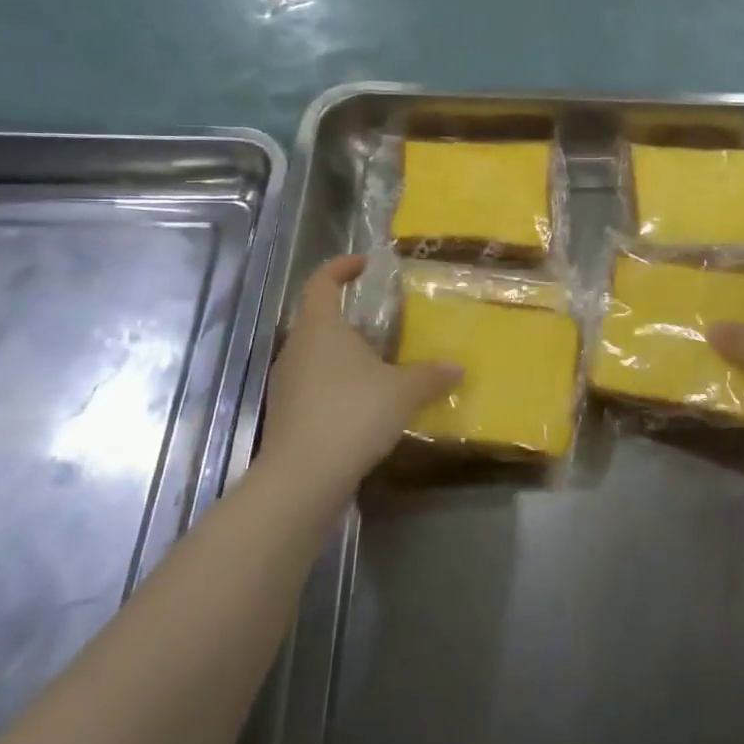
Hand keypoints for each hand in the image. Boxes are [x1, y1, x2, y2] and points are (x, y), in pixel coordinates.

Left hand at [259, 255, 460, 491]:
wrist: (302, 479)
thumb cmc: (352, 414)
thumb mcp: (404, 391)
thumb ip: (431, 375)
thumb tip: (457, 367)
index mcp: (320, 327)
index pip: (322, 281)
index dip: (341, 267)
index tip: (364, 265)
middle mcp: (296, 348)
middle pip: (319, 319)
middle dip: (351, 318)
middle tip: (387, 324)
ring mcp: (286, 384)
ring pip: (317, 356)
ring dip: (345, 356)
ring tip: (382, 367)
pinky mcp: (286, 416)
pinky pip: (314, 388)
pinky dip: (338, 388)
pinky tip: (366, 407)